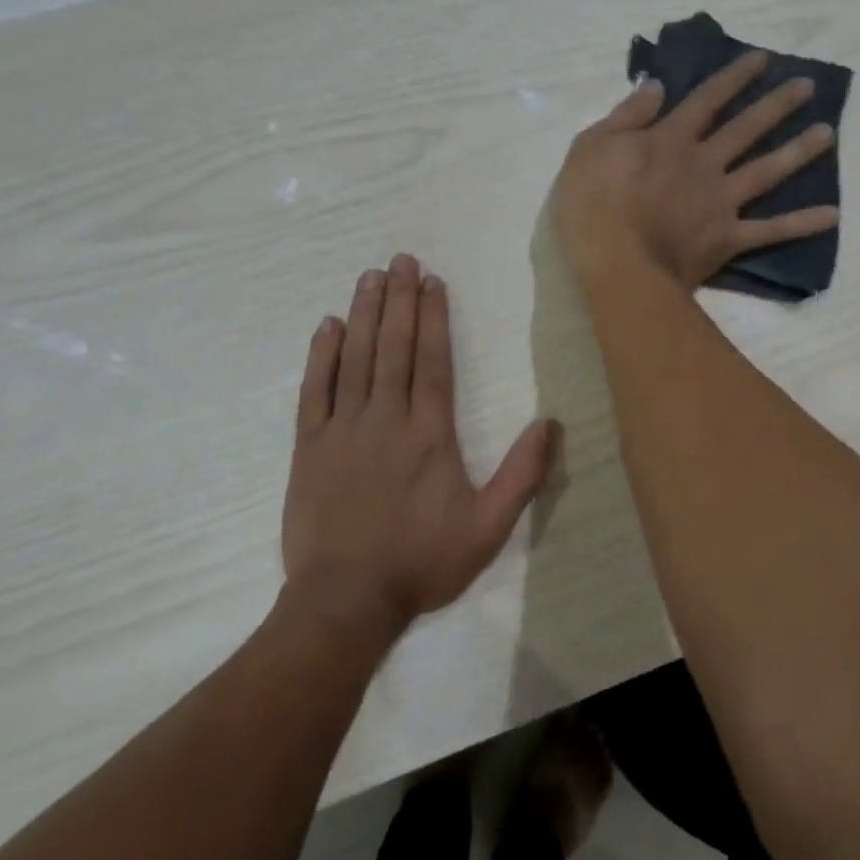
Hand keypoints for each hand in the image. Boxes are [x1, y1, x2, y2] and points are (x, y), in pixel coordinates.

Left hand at [281, 254, 555, 632]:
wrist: (346, 600)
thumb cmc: (422, 562)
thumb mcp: (488, 529)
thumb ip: (521, 475)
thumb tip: (550, 423)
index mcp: (430, 434)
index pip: (434, 362)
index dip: (434, 318)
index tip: (432, 282)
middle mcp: (386, 419)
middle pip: (394, 348)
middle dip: (399, 300)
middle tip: (401, 259)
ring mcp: (343, 430)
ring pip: (355, 359)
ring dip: (363, 315)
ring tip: (369, 277)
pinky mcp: (309, 447)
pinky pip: (314, 391)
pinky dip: (321, 356)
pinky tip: (327, 326)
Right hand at [553, 51, 839, 291]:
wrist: (617, 265)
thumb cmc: (593, 207)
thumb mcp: (590, 148)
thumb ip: (626, 116)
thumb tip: (657, 86)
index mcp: (669, 140)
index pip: (706, 99)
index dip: (733, 78)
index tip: (762, 59)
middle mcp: (703, 164)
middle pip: (745, 128)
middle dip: (776, 105)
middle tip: (808, 87)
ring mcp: (720, 201)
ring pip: (766, 170)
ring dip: (798, 151)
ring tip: (828, 134)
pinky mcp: (727, 238)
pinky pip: (770, 231)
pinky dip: (801, 224)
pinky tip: (832, 215)